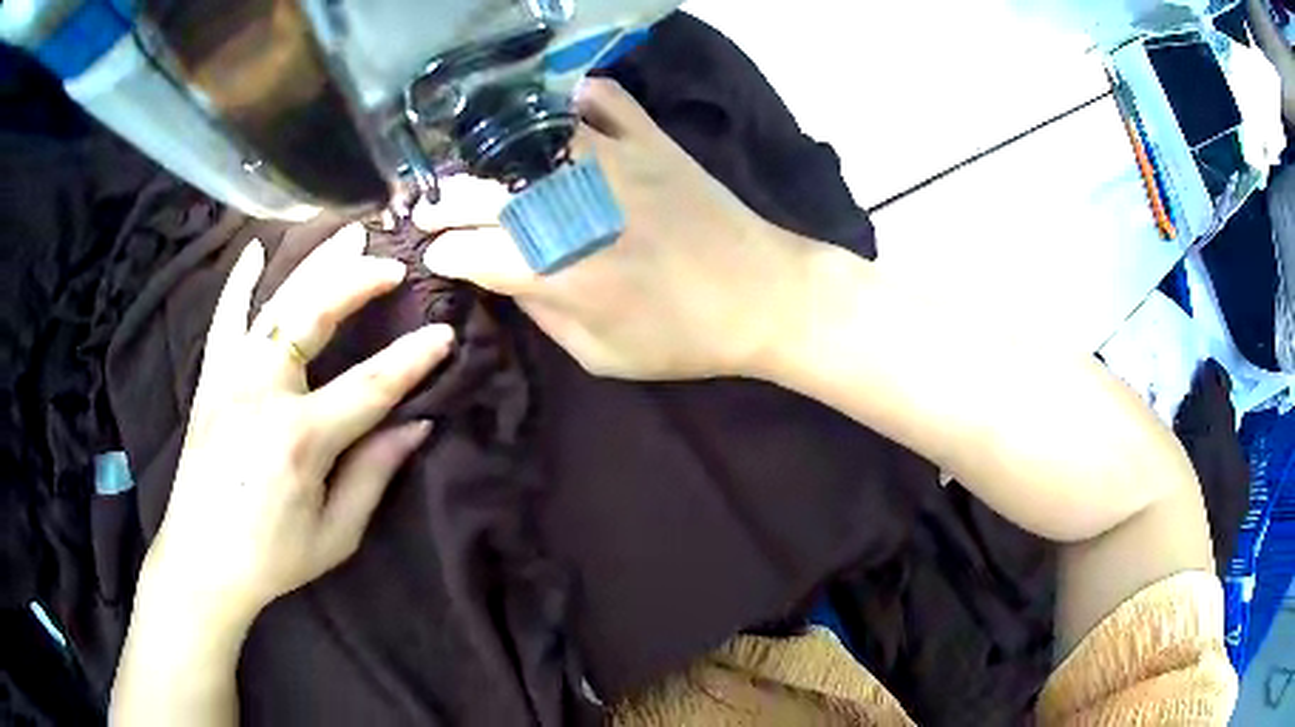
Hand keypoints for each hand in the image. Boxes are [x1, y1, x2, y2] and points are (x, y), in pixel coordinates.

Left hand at [140, 223, 454, 630]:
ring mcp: (229, 378)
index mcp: (300, 439)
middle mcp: (262, 393)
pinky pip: (224, 318)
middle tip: (394, 265)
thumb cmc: (273, 557)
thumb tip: (417, 425)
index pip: (370, 386)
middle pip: (314, 317)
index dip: (412, 360)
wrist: (202, 562)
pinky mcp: (209, 379)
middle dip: (358, 283)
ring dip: (314, 265)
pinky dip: (239, 281)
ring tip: (347, 236)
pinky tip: (255, 249)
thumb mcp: (336, 534)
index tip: (445, 334)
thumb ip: (373, 474)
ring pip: (275, 302)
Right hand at [419, 78, 814, 380]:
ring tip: (471, 166)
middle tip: (429, 208)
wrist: (762, 294)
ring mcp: (610, 162)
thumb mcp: (600, 354)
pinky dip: (569, 99)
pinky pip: (599, 98)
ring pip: (524, 140)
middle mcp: (571, 209)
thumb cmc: (682, 337)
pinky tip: (552, 114)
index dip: (444, 253)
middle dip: (442, 203)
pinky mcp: (648, 138)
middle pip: (480, 192)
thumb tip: (503, 276)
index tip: (436, 253)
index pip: (471, 252)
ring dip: (484, 153)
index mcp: (558, 273)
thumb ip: (541, 313)